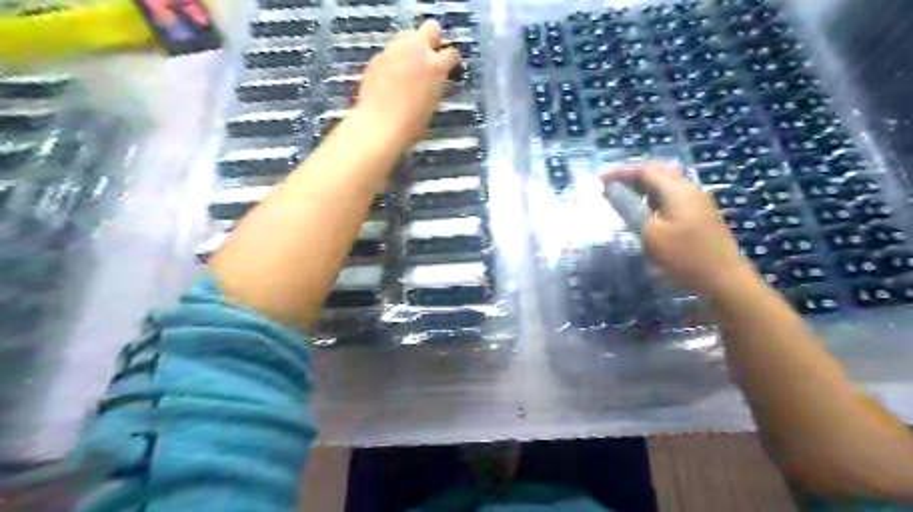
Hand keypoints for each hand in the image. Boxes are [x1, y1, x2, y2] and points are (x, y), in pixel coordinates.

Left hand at [352, 19, 460, 145]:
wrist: (379, 126)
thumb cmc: (411, 124)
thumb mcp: (433, 104)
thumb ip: (437, 85)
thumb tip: (439, 81)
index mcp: (435, 66)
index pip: (452, 53)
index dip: (453, 62)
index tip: (450, 69)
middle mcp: (416, 51)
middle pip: (431, 28)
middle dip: (433, 40)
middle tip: (430, 59)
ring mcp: (395, 51)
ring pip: (408, 35)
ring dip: (413, 47)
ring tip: (410, 67)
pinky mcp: (378, 57)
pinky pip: (391, 51)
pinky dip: (395, 59)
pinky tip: (392, 78)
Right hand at [604, 163, 753, 293]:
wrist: (723, 280)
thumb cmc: (683, 256)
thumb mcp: (650, 233)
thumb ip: (629, 207)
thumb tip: (610, 188)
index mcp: (677, 190)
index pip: (644, 170)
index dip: (620, 173)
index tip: (599, 182)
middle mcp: (689, 189)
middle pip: (658, 172)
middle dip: (632, 176)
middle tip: (611, 187)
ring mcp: (697, 202)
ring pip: (666, 183)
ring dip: (643, 186)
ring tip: (624, 197)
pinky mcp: (699, 215)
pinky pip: (672, 196)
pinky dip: (653, 197)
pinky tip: (646, 211)